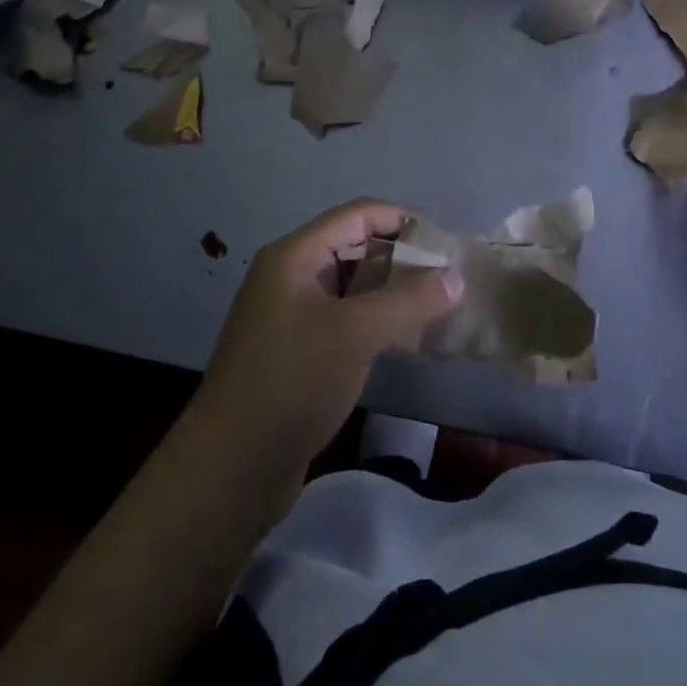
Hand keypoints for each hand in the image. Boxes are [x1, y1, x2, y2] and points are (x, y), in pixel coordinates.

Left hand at [191, 200, 461, 487]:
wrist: (230, 471)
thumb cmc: (291, 384)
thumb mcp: (355, 335)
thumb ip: (409, 300)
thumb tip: (456, 276)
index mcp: (295, 256)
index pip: (358, 214)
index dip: (403, 220)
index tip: (445, 243)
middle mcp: (290, 275)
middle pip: (355, 246)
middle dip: (402, 256)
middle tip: (447, 278)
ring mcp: (291, 314)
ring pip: (352, 285)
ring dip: (392, 290)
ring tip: (436, 306)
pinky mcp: (297, 350)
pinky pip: (345, 318)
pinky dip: (376, 320)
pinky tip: (405, 338)